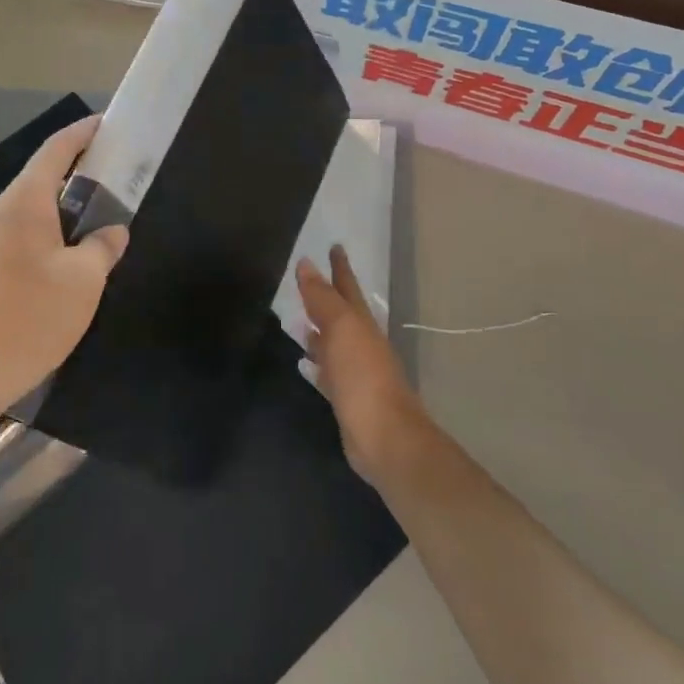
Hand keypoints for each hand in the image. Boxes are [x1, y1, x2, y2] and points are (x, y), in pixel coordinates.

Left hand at [0, 118, 127, 443]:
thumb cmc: (31, 317)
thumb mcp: (84, 281)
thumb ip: (103, 247)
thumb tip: (111, 232)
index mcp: (23, 203)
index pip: (55, 150)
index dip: (82, 133)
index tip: (104, 124)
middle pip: (38, 180)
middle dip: (73, 177)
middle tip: (108, 185)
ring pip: (24, 213)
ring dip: (55, 214)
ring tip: (86, 232)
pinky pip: (10, 239)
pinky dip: (37, 239)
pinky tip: (53, 269)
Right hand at [299, 247, 430, 488]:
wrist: (385, 437)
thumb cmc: (363, 376)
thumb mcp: (341, 328)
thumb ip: (322, 297)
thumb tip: (306, 263)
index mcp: (361, 323)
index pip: (347, 287)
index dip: (340, 267)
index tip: (334, 246)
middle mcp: (360, 343)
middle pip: (341, 313)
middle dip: (327, 296)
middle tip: (307, 280)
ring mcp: (355, 371)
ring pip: (333, 343)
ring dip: (318, 330)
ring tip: (298, 320)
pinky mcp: (346, 398)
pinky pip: (327, 371)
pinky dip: (317, 362)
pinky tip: (304, 362)